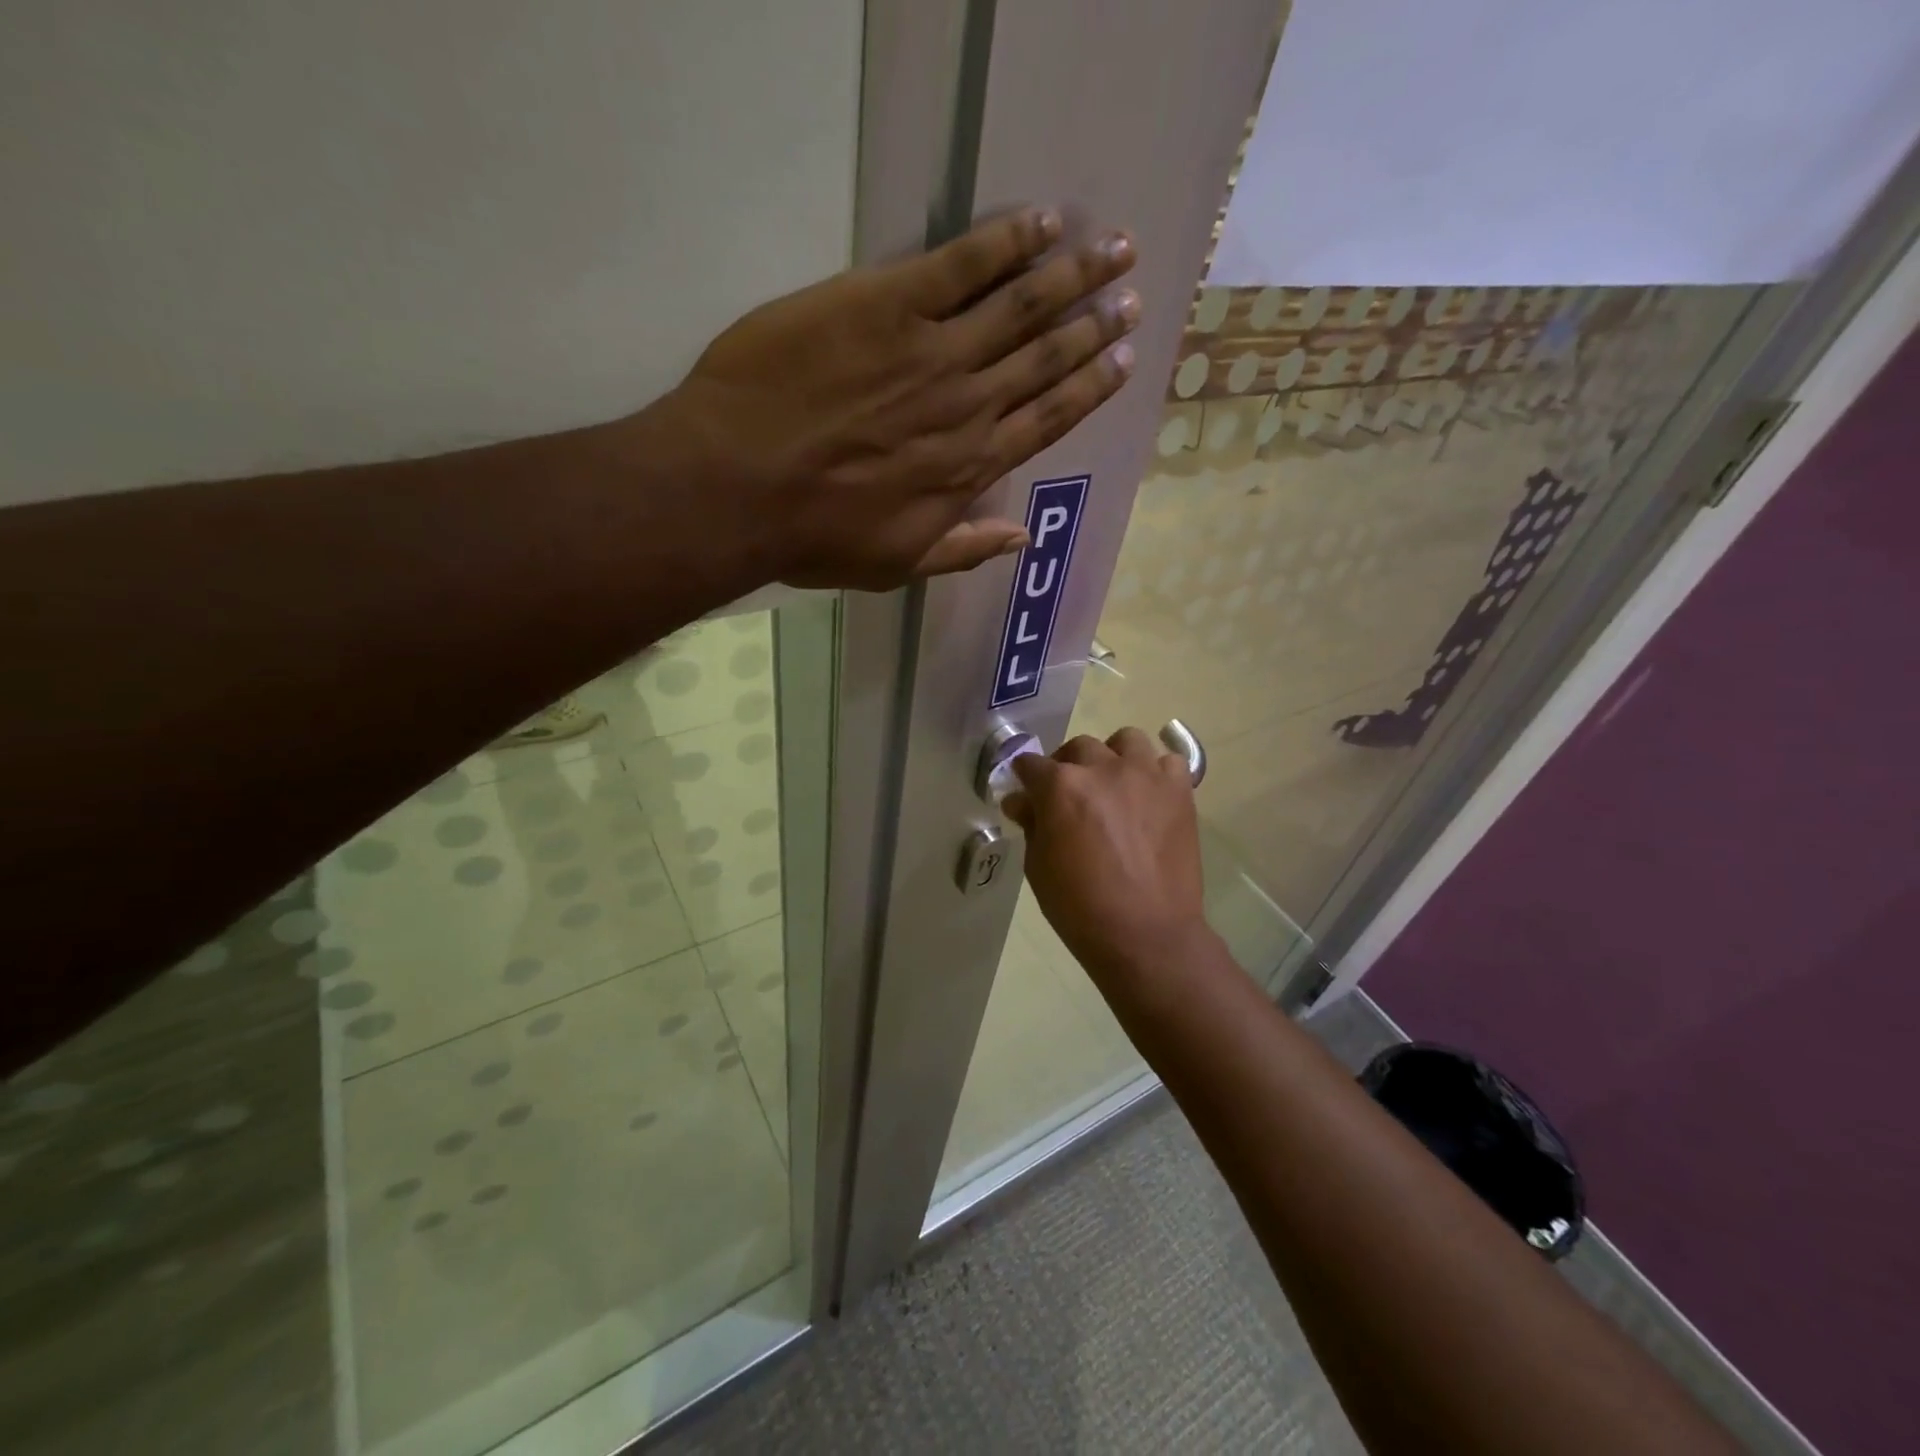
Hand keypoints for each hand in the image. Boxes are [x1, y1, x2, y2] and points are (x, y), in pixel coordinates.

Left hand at [661, 208, 1139, 589]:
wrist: (740, 486)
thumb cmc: (814, 535)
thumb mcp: (897, 565)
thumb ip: (964, 549)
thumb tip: (1022, 539)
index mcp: (970, 467)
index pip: (1048, 418)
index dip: (1090, 387)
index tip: (1123, 359)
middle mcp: (969, 405)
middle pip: (1046, 357)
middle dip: (1094, 324)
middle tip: (1130, 294)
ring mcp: (933, 351)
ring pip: (1021, 306)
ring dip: (1072, 274)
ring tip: (1113, 248)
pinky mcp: (889, 304)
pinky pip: (962, 264)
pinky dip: (1006, 241)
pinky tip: (1042, 222)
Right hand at [1004, 727, 1207, 977]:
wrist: (1146, 934)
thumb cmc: (1080, 907)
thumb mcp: (1038, 867)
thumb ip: (1032, 824)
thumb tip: (1022, 802)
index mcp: (1061, 786)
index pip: (1031, 764)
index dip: (1024, 778)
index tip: (1026, 792)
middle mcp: (1103, 768)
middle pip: (1078, 747)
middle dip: (1067, 766)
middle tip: (1069, 796)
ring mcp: (1145, 775)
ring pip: (1126, 741)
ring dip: (1114, 758)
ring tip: (1114, 786)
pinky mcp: (1179, 790)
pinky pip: (1168, 762)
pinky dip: (1157, 772)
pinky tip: (1150, 795)